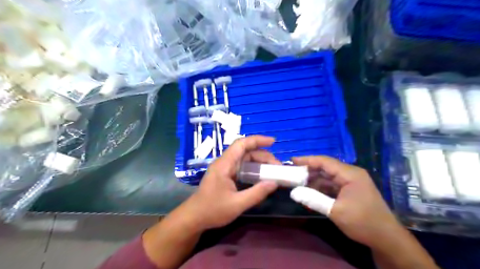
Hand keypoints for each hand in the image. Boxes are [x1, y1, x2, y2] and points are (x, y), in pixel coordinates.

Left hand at [184, 135, 281, 229]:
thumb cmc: (212, 211)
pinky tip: (261, 176)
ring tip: (273, 171)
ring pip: (244, 159)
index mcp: (224, 165)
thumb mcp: (237, 204)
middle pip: (245, 152)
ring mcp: (224, 169)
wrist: (194, 218)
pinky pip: (241, 167)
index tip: (273, 142)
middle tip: (278, 166)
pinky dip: (253, 168)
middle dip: (263, 155)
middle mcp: (224, 163)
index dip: (257, 140)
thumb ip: (257, 193)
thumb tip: (274, 183)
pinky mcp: (225, 175)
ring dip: (259, 162)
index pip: (241, 144)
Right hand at [293, 157, 401, 248]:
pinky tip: (310, 193)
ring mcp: (350, 182)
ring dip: (313, 181)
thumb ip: (313, 199)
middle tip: (292, 174)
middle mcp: (350, 174)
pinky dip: (320, 188)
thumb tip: (293, 192)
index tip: (292, 161)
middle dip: (309, 171)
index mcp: (350, 174)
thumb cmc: (363, 222)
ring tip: (297, 184)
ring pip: (327, 177)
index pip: (325, 162)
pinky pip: (331, 185)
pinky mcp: (349, 190)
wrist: (386, 239)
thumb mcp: (336, 211)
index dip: (307, 160)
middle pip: (325, 168)